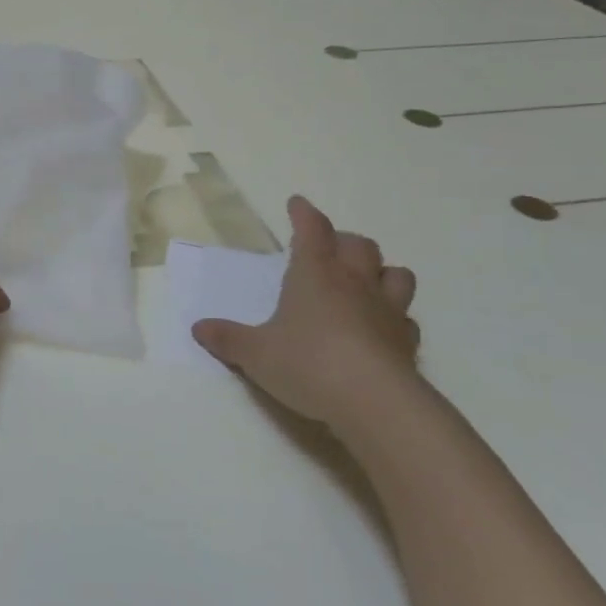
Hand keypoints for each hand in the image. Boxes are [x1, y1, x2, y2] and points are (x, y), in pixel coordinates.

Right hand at [192, 196, 421, 429]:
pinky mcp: (407, 341)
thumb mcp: (255, 354)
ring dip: (381, 270)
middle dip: (342, 240)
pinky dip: (395, 316)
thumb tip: (198, 328)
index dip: (304, 213)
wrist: (374, 402)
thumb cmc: (307, 364)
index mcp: (315, 275)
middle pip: (358, 245)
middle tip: (328, 248)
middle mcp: (354, 283)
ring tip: (366, 280)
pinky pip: (406, 318)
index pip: (312, 229)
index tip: (297, 203)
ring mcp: (387, 310)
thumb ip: (228, 339)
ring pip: (394, 273)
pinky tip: (382, 327)